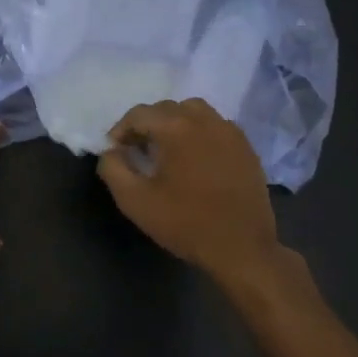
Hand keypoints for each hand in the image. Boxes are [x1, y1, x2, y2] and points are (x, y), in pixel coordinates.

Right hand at [97, 98, 280, 280]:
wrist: (241, 248)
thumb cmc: (184, 223)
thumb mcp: (134, 200)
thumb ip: (113, 168)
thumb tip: (111, 151)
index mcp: (176, 128)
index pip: (138, 114)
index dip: (120, 131)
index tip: (115, 153)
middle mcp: (205, 120)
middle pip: (166, 108)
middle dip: (146, 125)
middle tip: (137, 152)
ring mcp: (230, 132)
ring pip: (194, 111)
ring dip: (174, 124)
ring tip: (166, 151)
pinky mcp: (246, 147)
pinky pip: (215, 126)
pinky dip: (198, 133)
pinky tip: (194, 159)